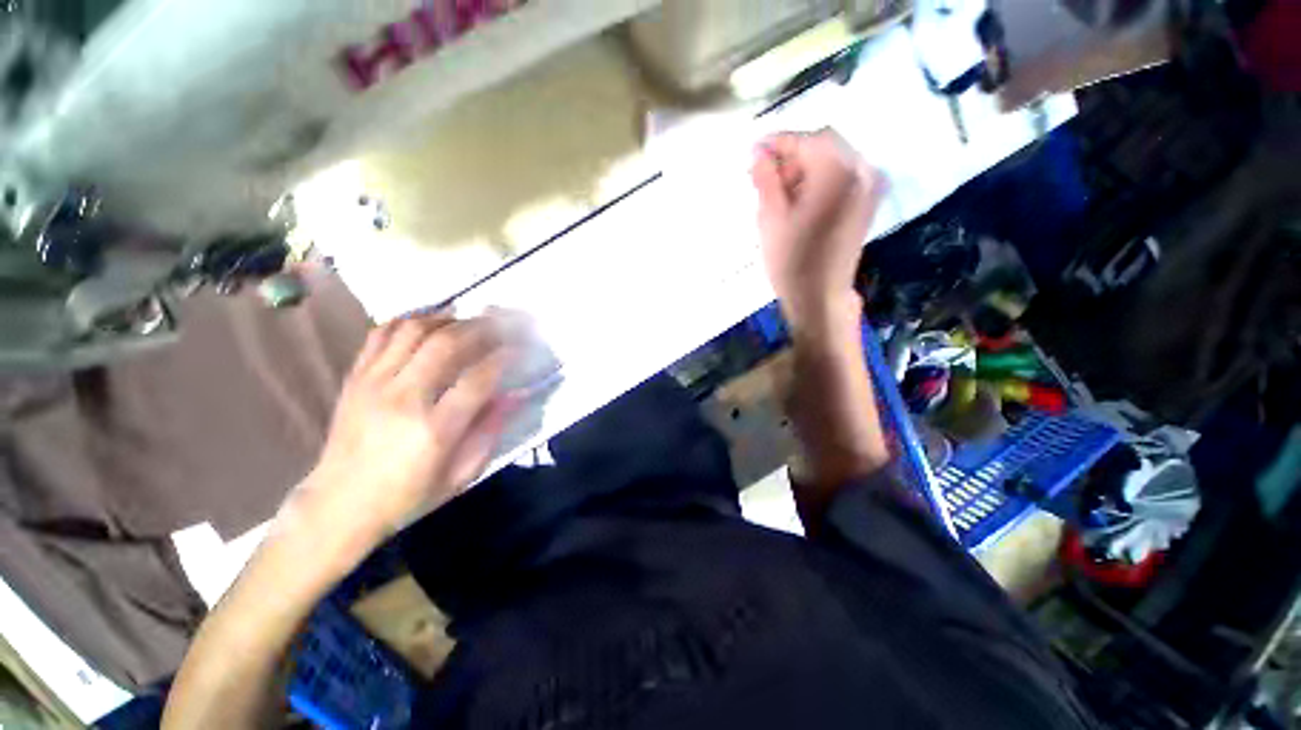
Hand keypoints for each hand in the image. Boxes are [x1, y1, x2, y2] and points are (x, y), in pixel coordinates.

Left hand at [286, 313, 515, 563]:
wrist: (340, 504)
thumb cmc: (409, 495)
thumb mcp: (462, 474)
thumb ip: (491, 430)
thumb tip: (517, 393)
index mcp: (435, 429)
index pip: (479, 378)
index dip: (506, 357)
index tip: (521, 348)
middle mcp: (403, 398)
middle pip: (448, 344)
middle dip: (483, 328)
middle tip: (503, 323)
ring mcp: (374, 384)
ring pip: (416, 331)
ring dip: (450, 319)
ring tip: (471, 320)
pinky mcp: (355, 378)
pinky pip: (382, 334)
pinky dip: (411, 320)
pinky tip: (431, 322)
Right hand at [751, 130, 883, 331]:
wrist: (819, 296)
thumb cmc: (791, 260)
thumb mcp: (770, 217)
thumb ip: (765, 178)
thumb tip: (757, 152)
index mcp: (837, 170)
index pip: (805, 140)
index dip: (777, 142)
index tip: (753, 151)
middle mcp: (861, 170)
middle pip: (823, 145)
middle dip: (791, 155)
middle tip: (763, 175)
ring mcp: (869, 186)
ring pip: (833, 160)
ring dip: (804, 168)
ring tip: (778, 191)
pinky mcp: (866, 202)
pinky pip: (842, 176)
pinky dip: (819, 179)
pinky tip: (799, 199)